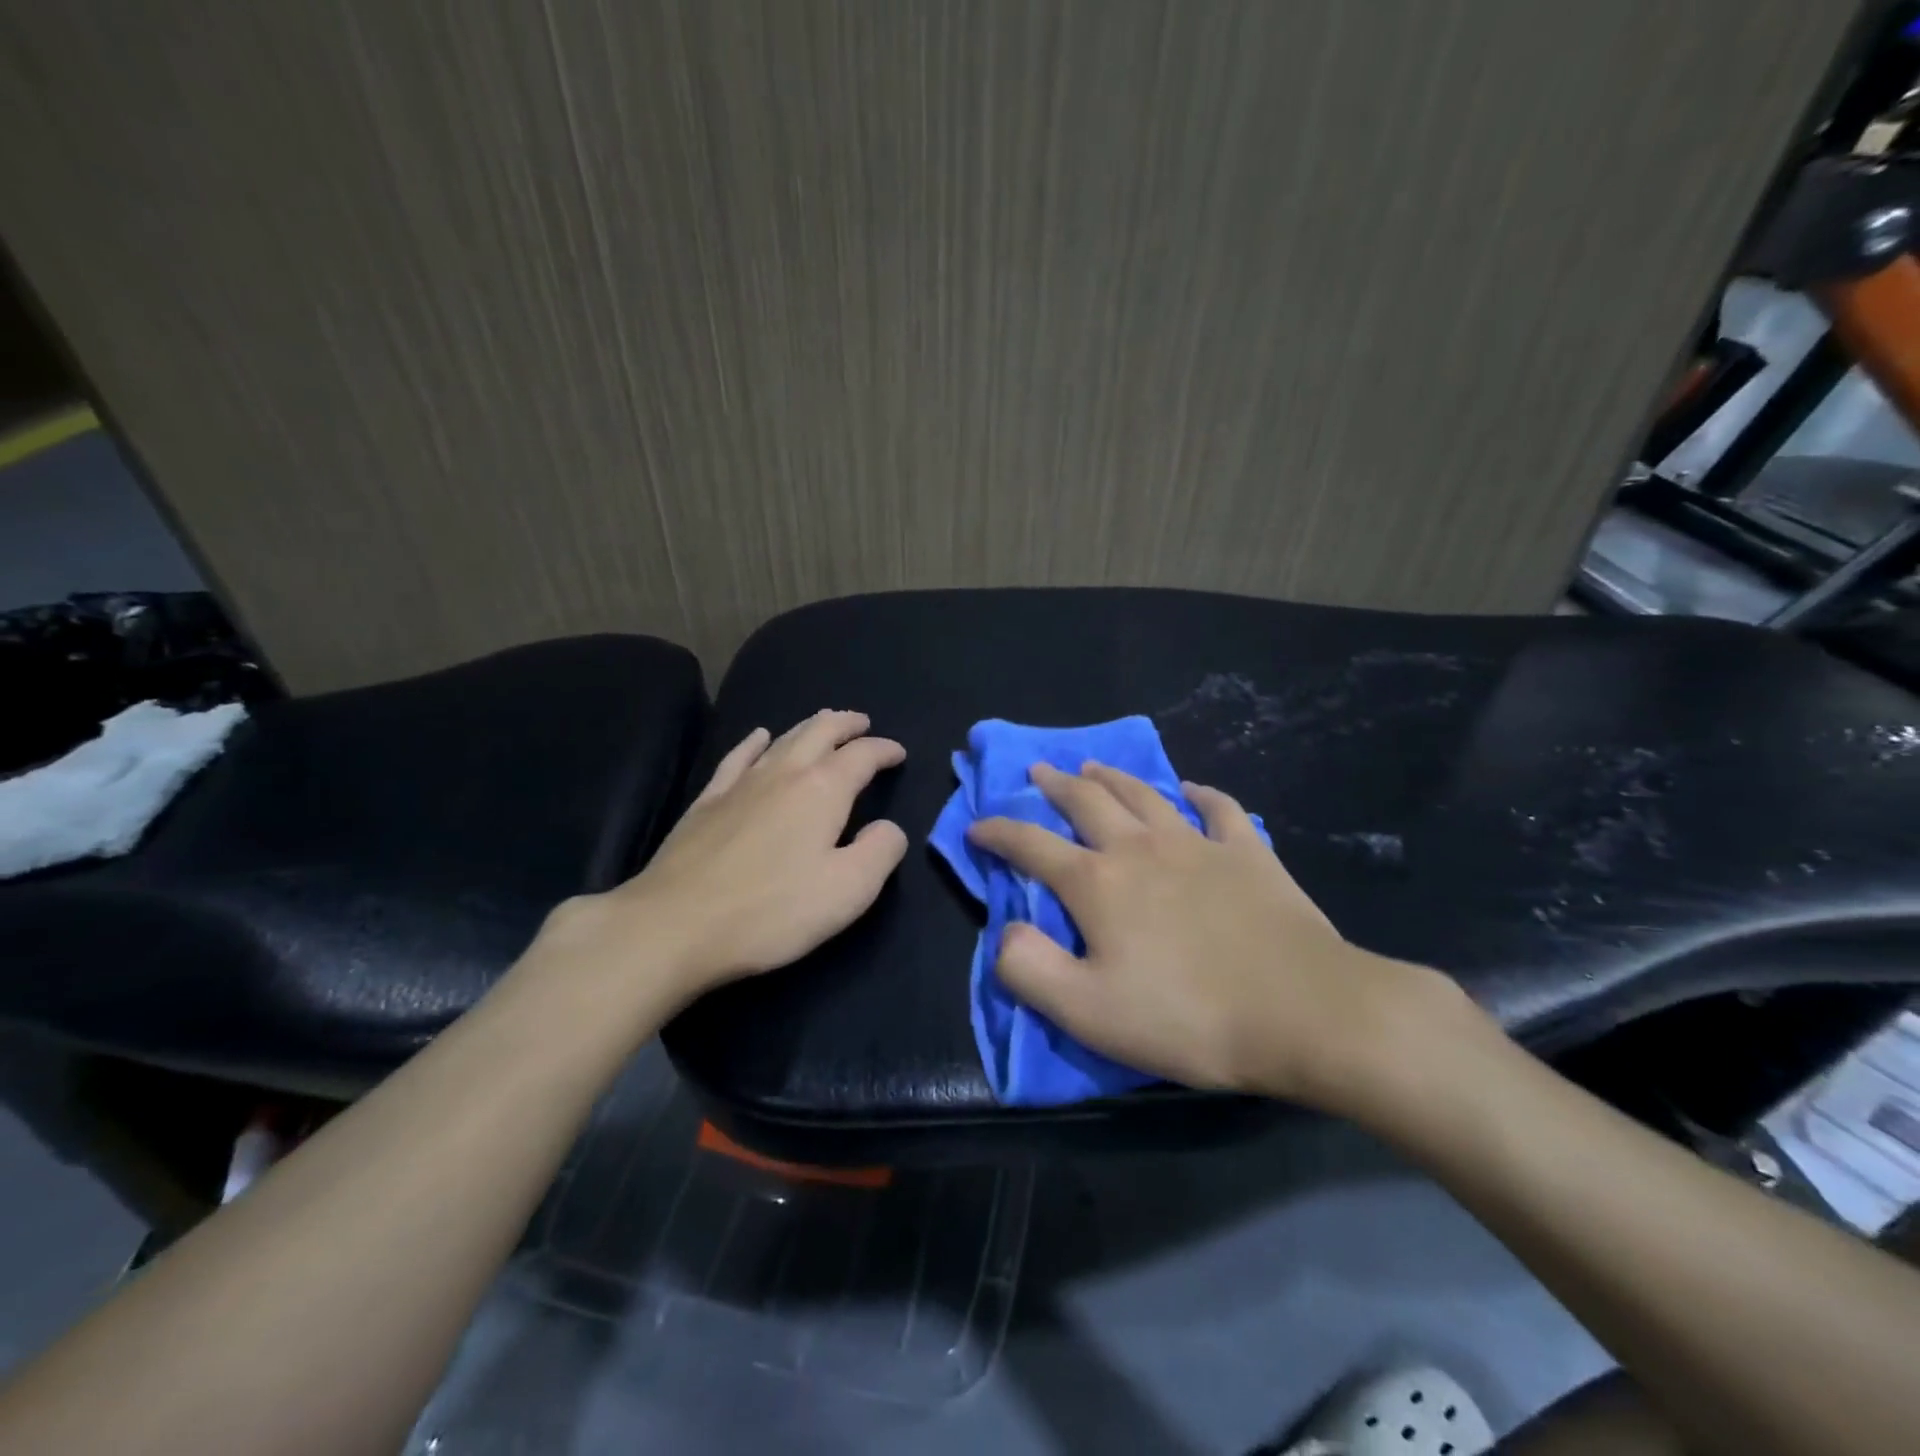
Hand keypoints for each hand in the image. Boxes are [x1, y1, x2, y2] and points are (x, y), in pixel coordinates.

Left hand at [533, 710, 907, 1010]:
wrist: (676, 925)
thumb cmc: (772, 910)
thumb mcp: (848, 890)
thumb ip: (881, 852)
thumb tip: (888, 827)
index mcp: (823, 790)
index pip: (862, 756)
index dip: (884, 750)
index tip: (898, 753)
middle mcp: (783, 773)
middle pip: (820, 732)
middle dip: (846, 724)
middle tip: (862, 723)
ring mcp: (740, 784)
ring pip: (782, 739)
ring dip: (808, 726)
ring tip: (823, 721)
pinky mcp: (707, 801)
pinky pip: (737, 757)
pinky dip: (755, 742)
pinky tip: (758, 737)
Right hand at [966, 762, 1468, 1110]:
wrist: (1304, 1012)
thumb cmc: (1188, 1017)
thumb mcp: (1087, 1012)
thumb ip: (1028, 968)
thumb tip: (1005, 930)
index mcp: (1098, 883)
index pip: (1031, 846)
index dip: (998, 833)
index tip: (977, 827)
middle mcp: (1141, 848)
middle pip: (1087, 802)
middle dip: (1055, 785)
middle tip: (1038, 771)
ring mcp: (1198, 845)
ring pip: (1145, 795)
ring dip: (1114, 777)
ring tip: (1093, 766)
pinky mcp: (1249, 854)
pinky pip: (1220, 809)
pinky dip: (1201, 795)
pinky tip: (1192, 790)